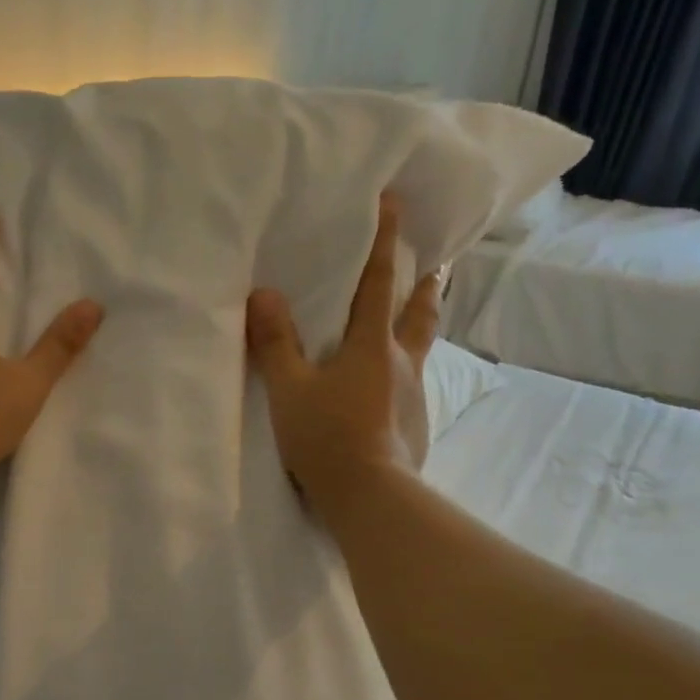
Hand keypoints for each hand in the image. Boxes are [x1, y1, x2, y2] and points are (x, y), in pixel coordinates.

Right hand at [246, 192, 442, 521]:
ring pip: (421, 351)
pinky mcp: (415, 428)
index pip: (378, 283)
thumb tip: (263, 294)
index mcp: (371, 347)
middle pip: (418, 313)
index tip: (394, 203)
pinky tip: (397, 389)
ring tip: (421, 319)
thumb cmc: (327, 437)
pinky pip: (412, 389)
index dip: (384, 242)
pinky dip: (407, 375)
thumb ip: (275, 343)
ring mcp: (414, 397)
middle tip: (437, 264)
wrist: (370, 497)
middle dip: (425, 284)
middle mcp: (402, 364)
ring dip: (422, 327)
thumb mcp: (289, 390)